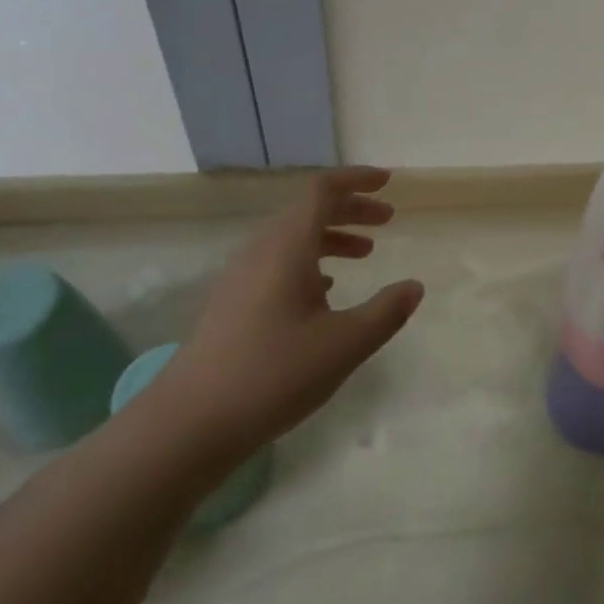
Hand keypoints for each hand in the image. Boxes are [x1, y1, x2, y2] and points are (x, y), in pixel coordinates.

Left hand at [156, 168, 423, 460]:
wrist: (189, 424)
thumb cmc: (273, 374)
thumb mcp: (344, 344)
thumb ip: (386, 311)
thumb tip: (414, 287)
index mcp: (287, 247)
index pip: (322, 190)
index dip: (356, 180)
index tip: (388, 182)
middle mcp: (261, 251)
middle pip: (308, 210)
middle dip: (351, 209)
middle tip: (388, 220)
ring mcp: (241, 277)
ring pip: (293, 237)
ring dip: (332, 236)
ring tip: (366, 253)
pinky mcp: (232, 302)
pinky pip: (278, 262)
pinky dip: (310, 261)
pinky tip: (326, 289)